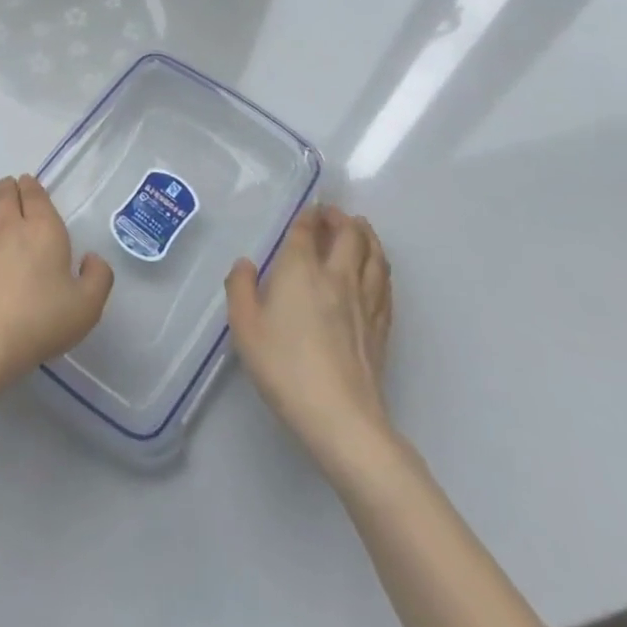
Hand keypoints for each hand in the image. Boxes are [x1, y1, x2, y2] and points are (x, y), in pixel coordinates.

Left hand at [0, 175, 114, 400]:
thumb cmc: (41, 321)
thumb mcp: (87, 306)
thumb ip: (98, 277)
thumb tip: (91, 257)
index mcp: (42, 229)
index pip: (34, 195)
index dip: (31, 186)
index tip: (29, 183)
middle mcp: (8, 227)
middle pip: (3, 195)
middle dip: (7, 187)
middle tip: (9, 187)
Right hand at [227, 204, 394, 474]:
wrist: (340, 417)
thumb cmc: (284, 367)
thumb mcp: (244, 327)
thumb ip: (241, 288)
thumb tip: (246, 263)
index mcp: (301, 270)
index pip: (308, 231)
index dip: (309, 216)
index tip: (309, 209)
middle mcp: (337, 277)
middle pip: (350, 236)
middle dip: (342, 220)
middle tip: (334, 215)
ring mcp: (365, 302)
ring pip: (374, 257)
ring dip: (368, 237)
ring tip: (362, 230)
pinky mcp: (381, 328)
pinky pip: (385, 286)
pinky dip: (381, 268)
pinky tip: (378, 272)